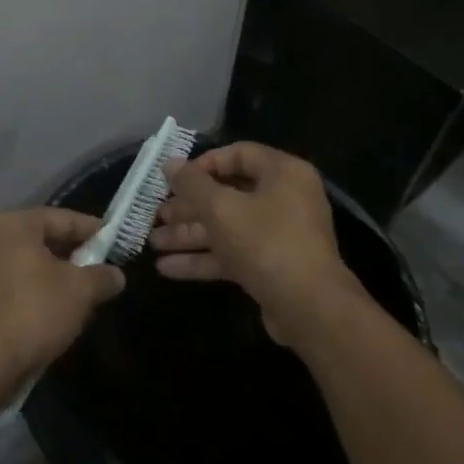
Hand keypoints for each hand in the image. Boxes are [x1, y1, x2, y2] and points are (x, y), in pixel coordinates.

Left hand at [0, 209, 124, 387]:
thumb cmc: (33, 312)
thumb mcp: (80, 291)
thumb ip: (101, 277)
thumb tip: (115, 275)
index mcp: (12, 224)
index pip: (61, 218)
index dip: (92, 230)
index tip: (115, 240)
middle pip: (42, 238)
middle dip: (73, 254)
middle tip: (101, 268)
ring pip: (27, 263)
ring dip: (54, 275)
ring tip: (82, 292)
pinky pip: (13, 283)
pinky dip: (35, 290)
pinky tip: (55, 310)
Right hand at [150, 143, 362, 341]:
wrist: (310, 308)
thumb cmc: (266, 243)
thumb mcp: (222, 208)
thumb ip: (192, 184)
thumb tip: (169, 163)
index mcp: (283, 173)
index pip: (238, 154)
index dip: (202, 164)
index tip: (174, 180)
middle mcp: (284, 198)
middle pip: (228, 194)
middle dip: (188, 207)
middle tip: (157, 214)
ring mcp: (278, 234)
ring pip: (226, 227)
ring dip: (189, 235)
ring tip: (153, 242)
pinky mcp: (270, 265)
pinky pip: (232, 253)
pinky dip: (203, 258)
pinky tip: (167, 268)